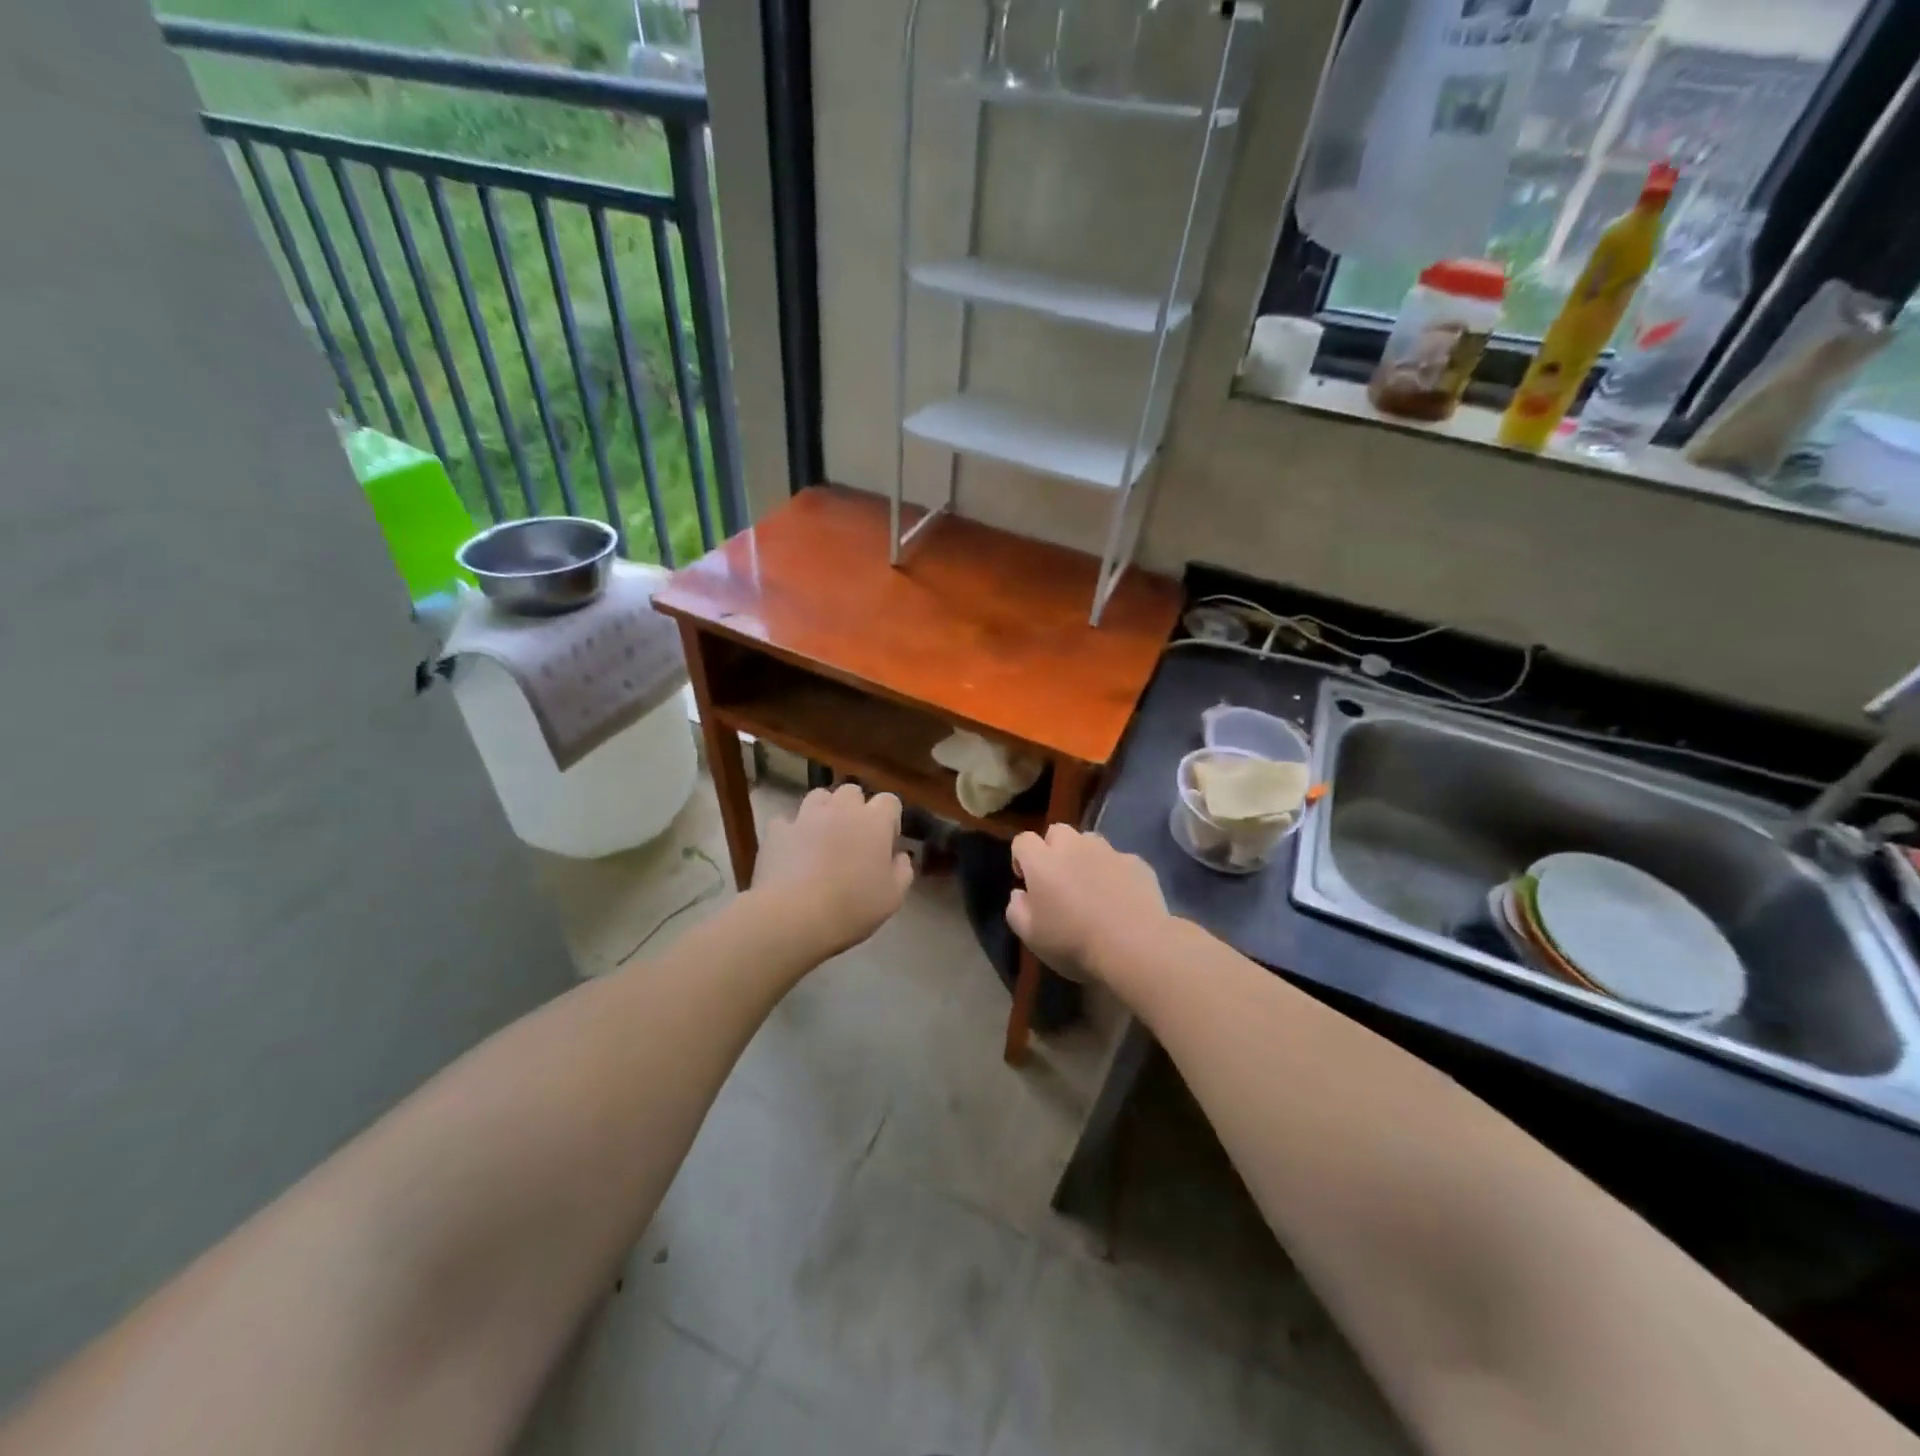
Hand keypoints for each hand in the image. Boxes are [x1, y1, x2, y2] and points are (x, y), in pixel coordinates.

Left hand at [752, 784, 914, 956]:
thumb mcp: (893, 897)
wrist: (794, 916)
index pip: (890, 801)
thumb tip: (900, 857)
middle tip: (854, 838)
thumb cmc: (852, 907)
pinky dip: (791, 832)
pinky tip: (792, 850)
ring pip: (819, 797)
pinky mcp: (777, 831)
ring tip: (823, 836)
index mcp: (874, 822)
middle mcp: (841, 809)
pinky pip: (786, 822)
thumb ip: (902, 871)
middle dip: (856, 808)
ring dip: (824, 811)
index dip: (890, 820)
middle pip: (852, 791)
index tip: (886, 844)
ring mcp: (806, 816)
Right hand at [1007, 825, 1168, 982]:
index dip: (1021, 858)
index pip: (1023, 841)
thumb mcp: (1030, 936)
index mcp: (1043, 862)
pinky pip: (1118, 860)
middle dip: (1053, 850)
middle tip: (1059, 881)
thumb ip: (1016, 909)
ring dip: (1084, 857)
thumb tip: (1020, 894)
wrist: (1136, 947)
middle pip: (1057, 832)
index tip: (1027, 883)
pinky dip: (1114, 873)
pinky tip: (1121, 898)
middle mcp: (1074, 847)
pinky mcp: (1137, 863)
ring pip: (1089, 841)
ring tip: (1091, 886)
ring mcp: (1109, 852)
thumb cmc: (1074, 943)